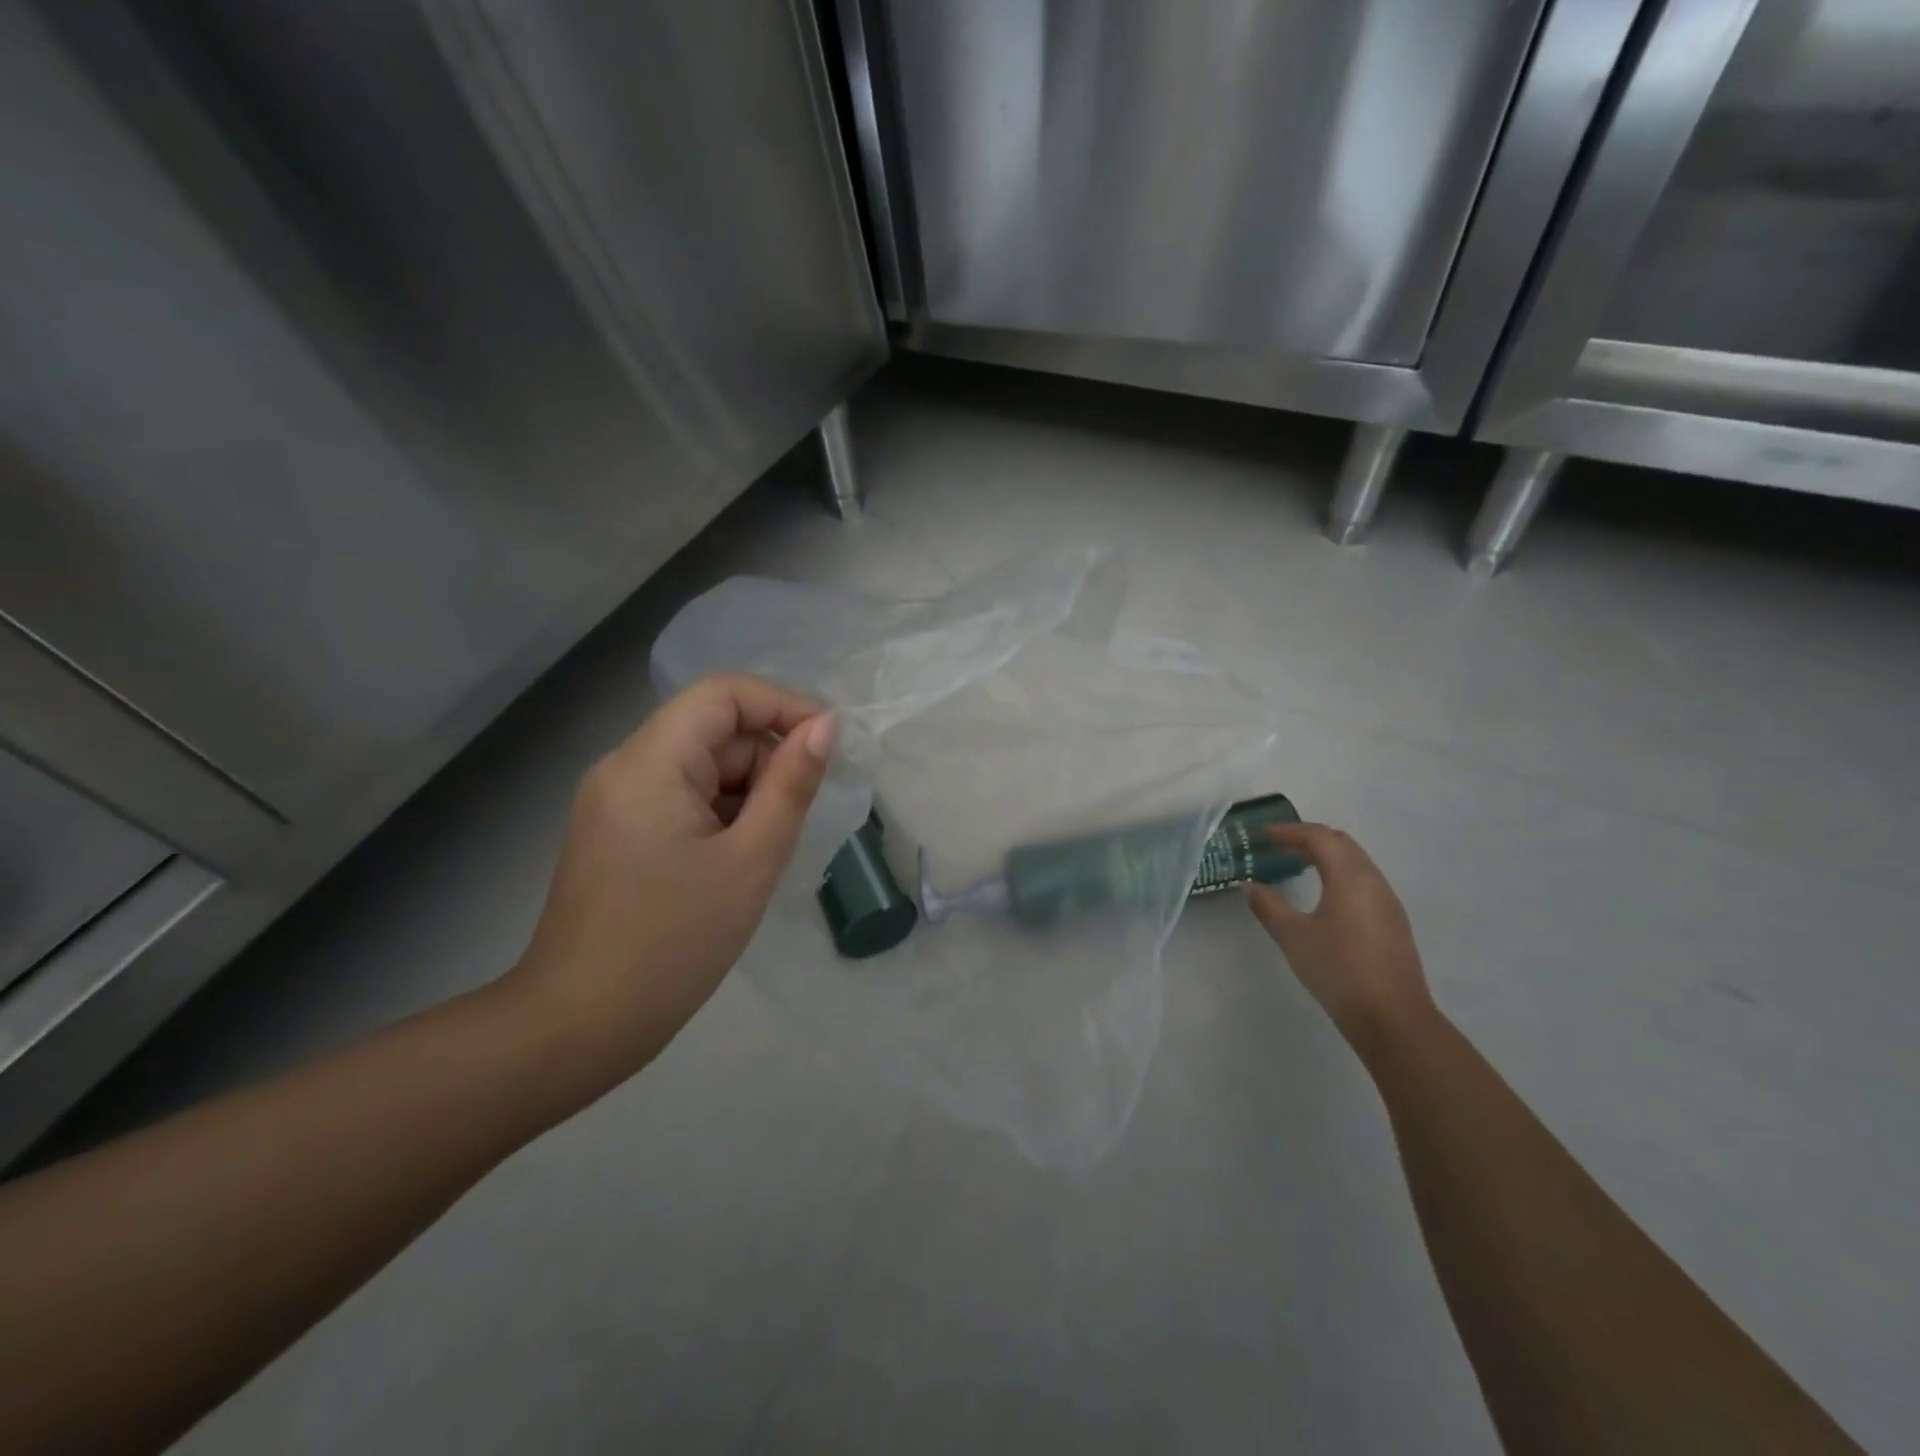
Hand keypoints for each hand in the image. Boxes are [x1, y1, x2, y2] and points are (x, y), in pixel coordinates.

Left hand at [506, 674, 834, 1087]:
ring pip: (700, 767)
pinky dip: (719, 816)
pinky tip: (732, 865)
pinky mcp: (616, 832)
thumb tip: (825, 726)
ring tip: (759, 855)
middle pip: (712, 732)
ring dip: (744, 795)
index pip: (723, 694)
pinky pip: (681, 798)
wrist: (579, 1026)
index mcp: (649, 762)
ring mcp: (615, 801)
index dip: (782, 705)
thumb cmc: (674, 942)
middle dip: (764, 763)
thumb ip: (791, 785)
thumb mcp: (751, 859)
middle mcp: (624, 767)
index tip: (827, 745)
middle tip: (791, 823)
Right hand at [1246, 823, 1434, 1052]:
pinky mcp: (1393, 921)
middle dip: (1308, 838)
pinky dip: (1339, 874)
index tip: (1261, 835)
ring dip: (1326, 856)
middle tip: (1277, 846)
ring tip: (1296, 866)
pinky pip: (1363, 881)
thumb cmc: (1338, 970)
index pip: (1319, 837)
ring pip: (1355, 861)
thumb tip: (1248, 885)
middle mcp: (1373, 881)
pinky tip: (1323, 895)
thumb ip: (1268, 906)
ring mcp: (1387, 902)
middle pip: (1341, 843)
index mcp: (1350, 877)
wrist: (1392, 1018)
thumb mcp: (1293, 936)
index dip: (1288, 831)